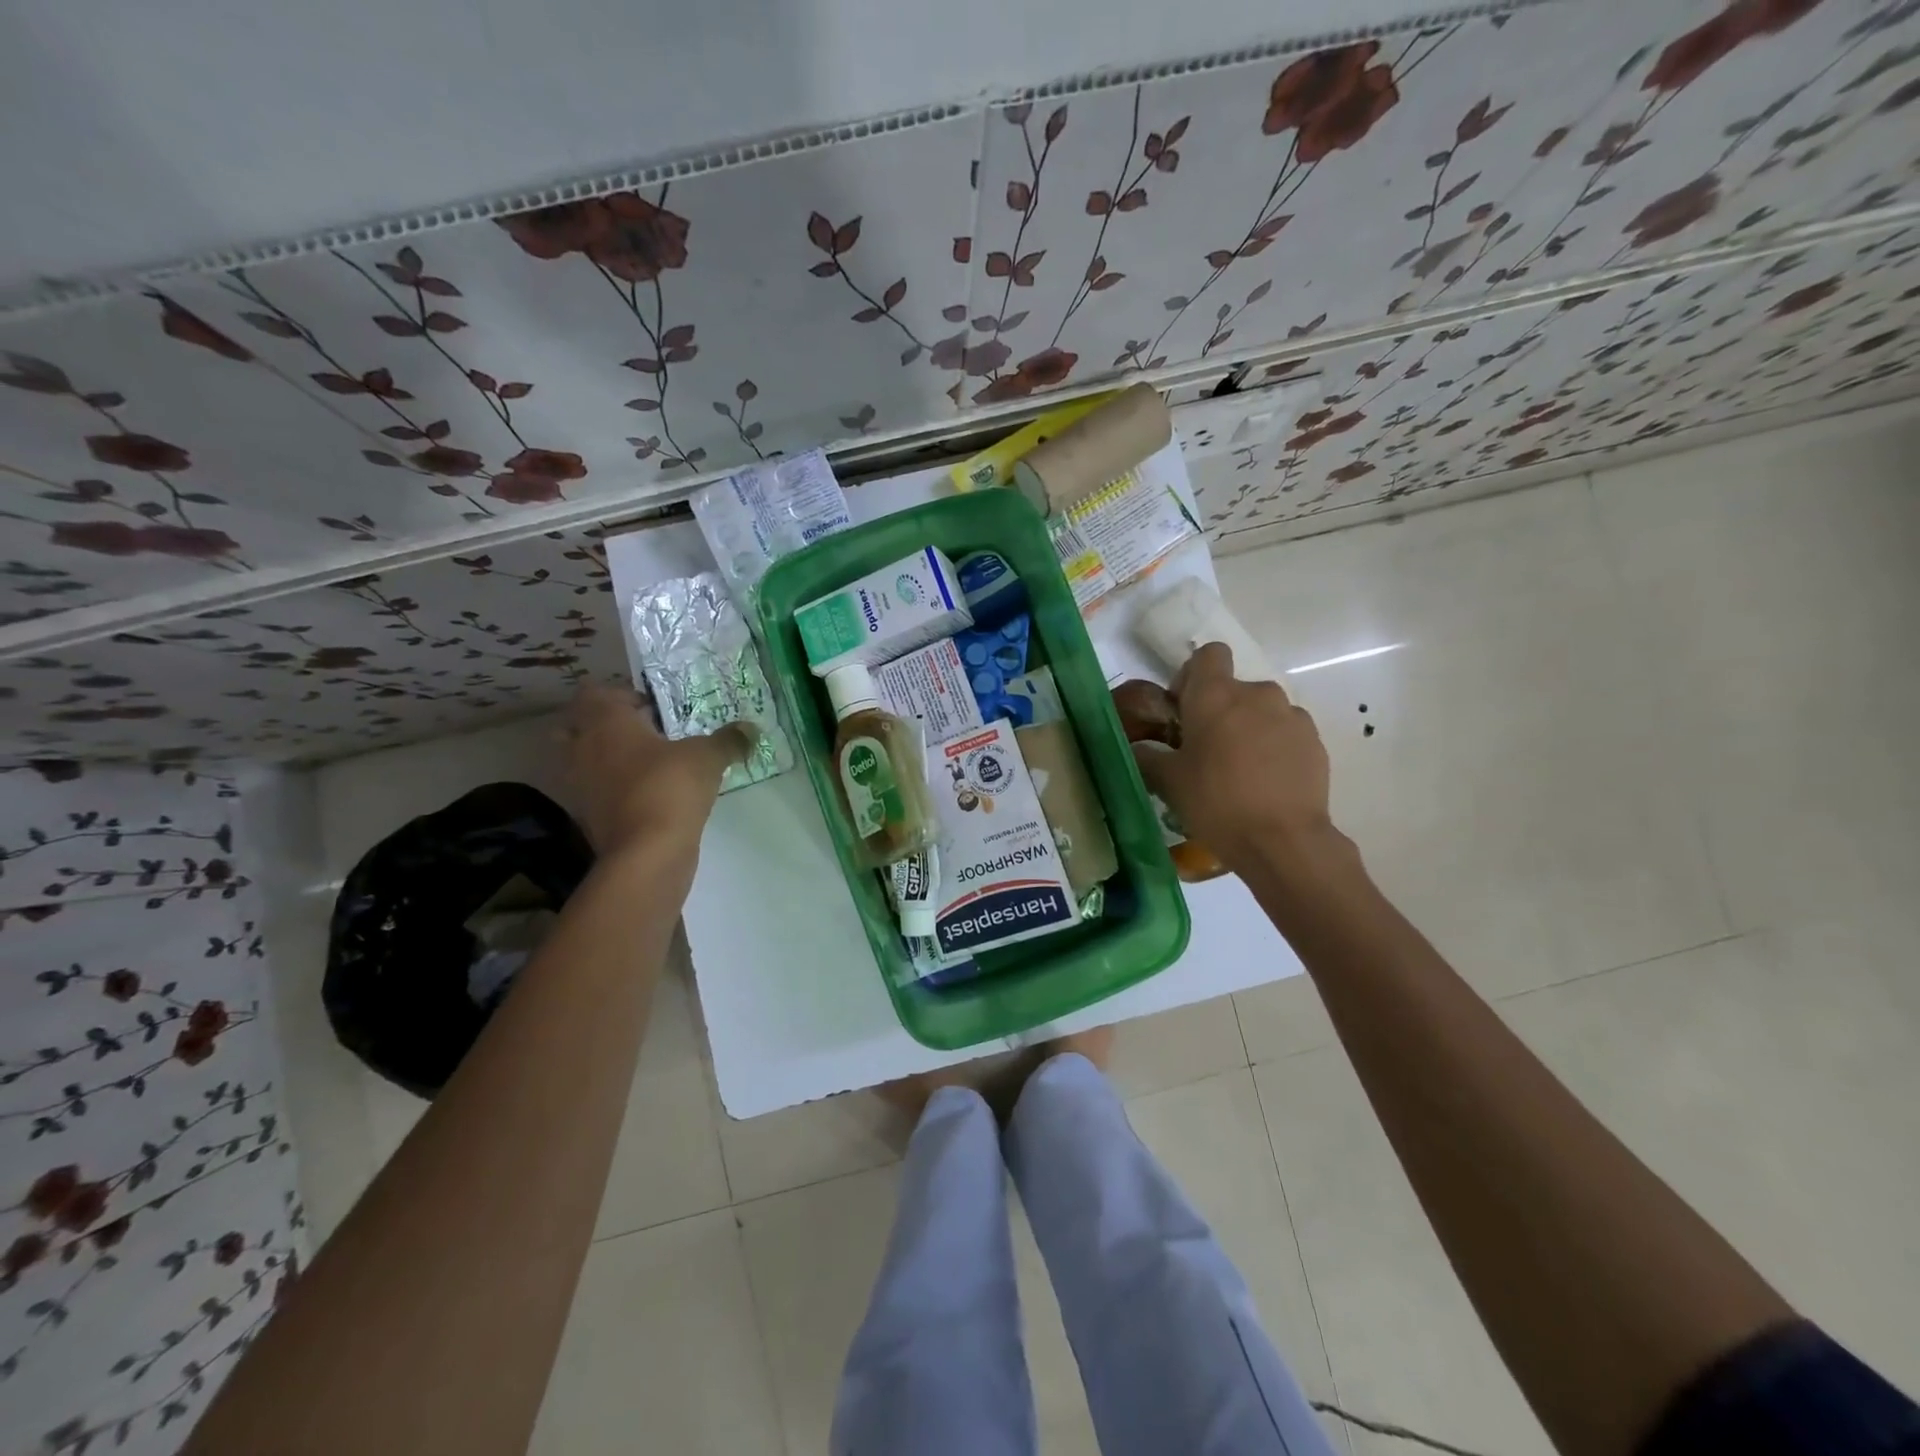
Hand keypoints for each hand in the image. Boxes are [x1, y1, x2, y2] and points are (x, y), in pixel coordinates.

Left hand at [561, 684, 754, 857]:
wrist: (646, 853)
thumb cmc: (669, 787)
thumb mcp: (707, 757)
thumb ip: (728, 740)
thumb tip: (751, 728)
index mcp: (605, 722)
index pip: (595, 692)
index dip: (621, 694)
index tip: (652, 707)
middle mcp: (582, 748)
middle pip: (575, 725)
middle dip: (602, 725)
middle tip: (641, 732)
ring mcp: (579, 785)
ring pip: (582, 761)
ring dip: (604, 758)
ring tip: (644, 764)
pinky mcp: (587, 817)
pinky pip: (594, 792)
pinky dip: (611, 790)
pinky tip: (646, 794)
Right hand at [1131, 642, 1339, 872]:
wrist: (1283, 841)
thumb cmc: (1216, 803)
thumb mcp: (1168, 782)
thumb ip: (1147, 757)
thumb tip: (1138, 748)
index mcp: (1215, 695)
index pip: (1209, 654)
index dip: (1194, 675)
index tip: (1185, 709)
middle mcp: (1256, 694)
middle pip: (1234, 688)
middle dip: (1221, 711)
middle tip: (1207, 750)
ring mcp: (1291, 716)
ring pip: (1262, 711)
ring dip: (1249, 728)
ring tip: (1240, 770)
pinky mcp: (1315, 741)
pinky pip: (1287, 733)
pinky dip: (1275, 747)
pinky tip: (1267, 782)